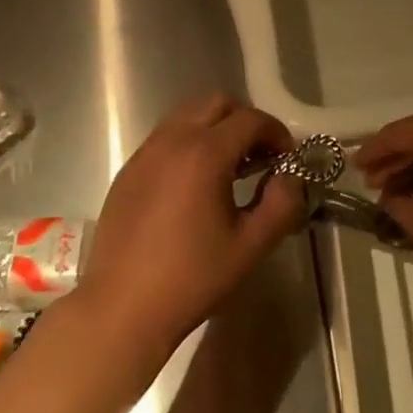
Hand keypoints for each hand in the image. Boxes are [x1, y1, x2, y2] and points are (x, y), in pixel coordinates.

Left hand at [79, 94, 304, 359]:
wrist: (122, 309)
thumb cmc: (192, 278)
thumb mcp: (251, 245)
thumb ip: (282, 203)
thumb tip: (290, 177)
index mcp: (204, 154)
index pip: (250, 120)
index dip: (277, 133)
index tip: (288, 159)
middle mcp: (172, 141)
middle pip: (216, 103)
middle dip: (245, 121)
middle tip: (260, 156)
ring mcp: (145, 154)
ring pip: (187, 115)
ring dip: (215, 128)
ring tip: (230, 168)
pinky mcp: (128, 171)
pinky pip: (165, 137)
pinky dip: (189, 142)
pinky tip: (195, 184)